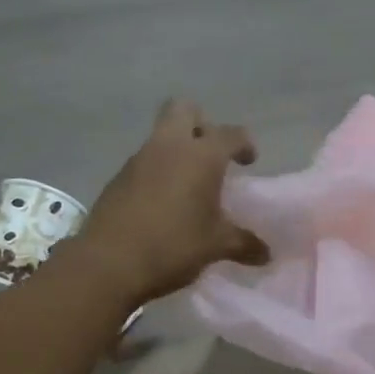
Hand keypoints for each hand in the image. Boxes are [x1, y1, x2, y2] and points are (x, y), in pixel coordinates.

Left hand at [74, 99, 269, 307]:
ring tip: (189, 185)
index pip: (231, 134)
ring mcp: (139, 160)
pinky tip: (164, 204)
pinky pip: (144, 162)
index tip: (249, 161)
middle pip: (184, 109)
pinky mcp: (118, 178)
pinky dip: (158, 172)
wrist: (108, 263)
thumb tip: (266, 254)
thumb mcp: (215, 246)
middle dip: (201, 124)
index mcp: (201, 156)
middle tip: (211, 154)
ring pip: (162, 136)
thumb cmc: (173, 246)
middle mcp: (169, 146)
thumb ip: (243, 244)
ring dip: (177, 150)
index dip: (244, 144)